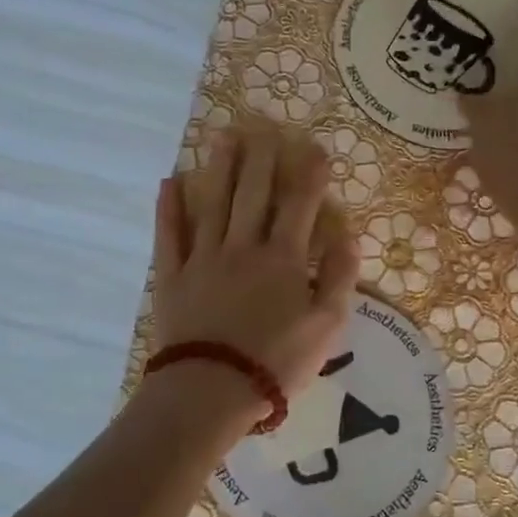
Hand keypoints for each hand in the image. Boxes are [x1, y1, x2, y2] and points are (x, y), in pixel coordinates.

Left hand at [150, 125, 358, 427]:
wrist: (211, 390)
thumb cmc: (276, 361)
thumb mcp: (327, 327)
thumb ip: (340, 278)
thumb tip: (348, 235)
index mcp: (283, 259)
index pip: (300, 205)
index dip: (310, 174)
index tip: (316, 147)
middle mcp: (243, 247)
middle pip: (253, 193)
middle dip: (261, 158)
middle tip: (262, 126)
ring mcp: (204, 259)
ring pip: (213, 203)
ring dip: (219, 168)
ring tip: (223, 136)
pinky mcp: (173, 277)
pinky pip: (169, 236)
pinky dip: (169, 208)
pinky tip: (170, 182)